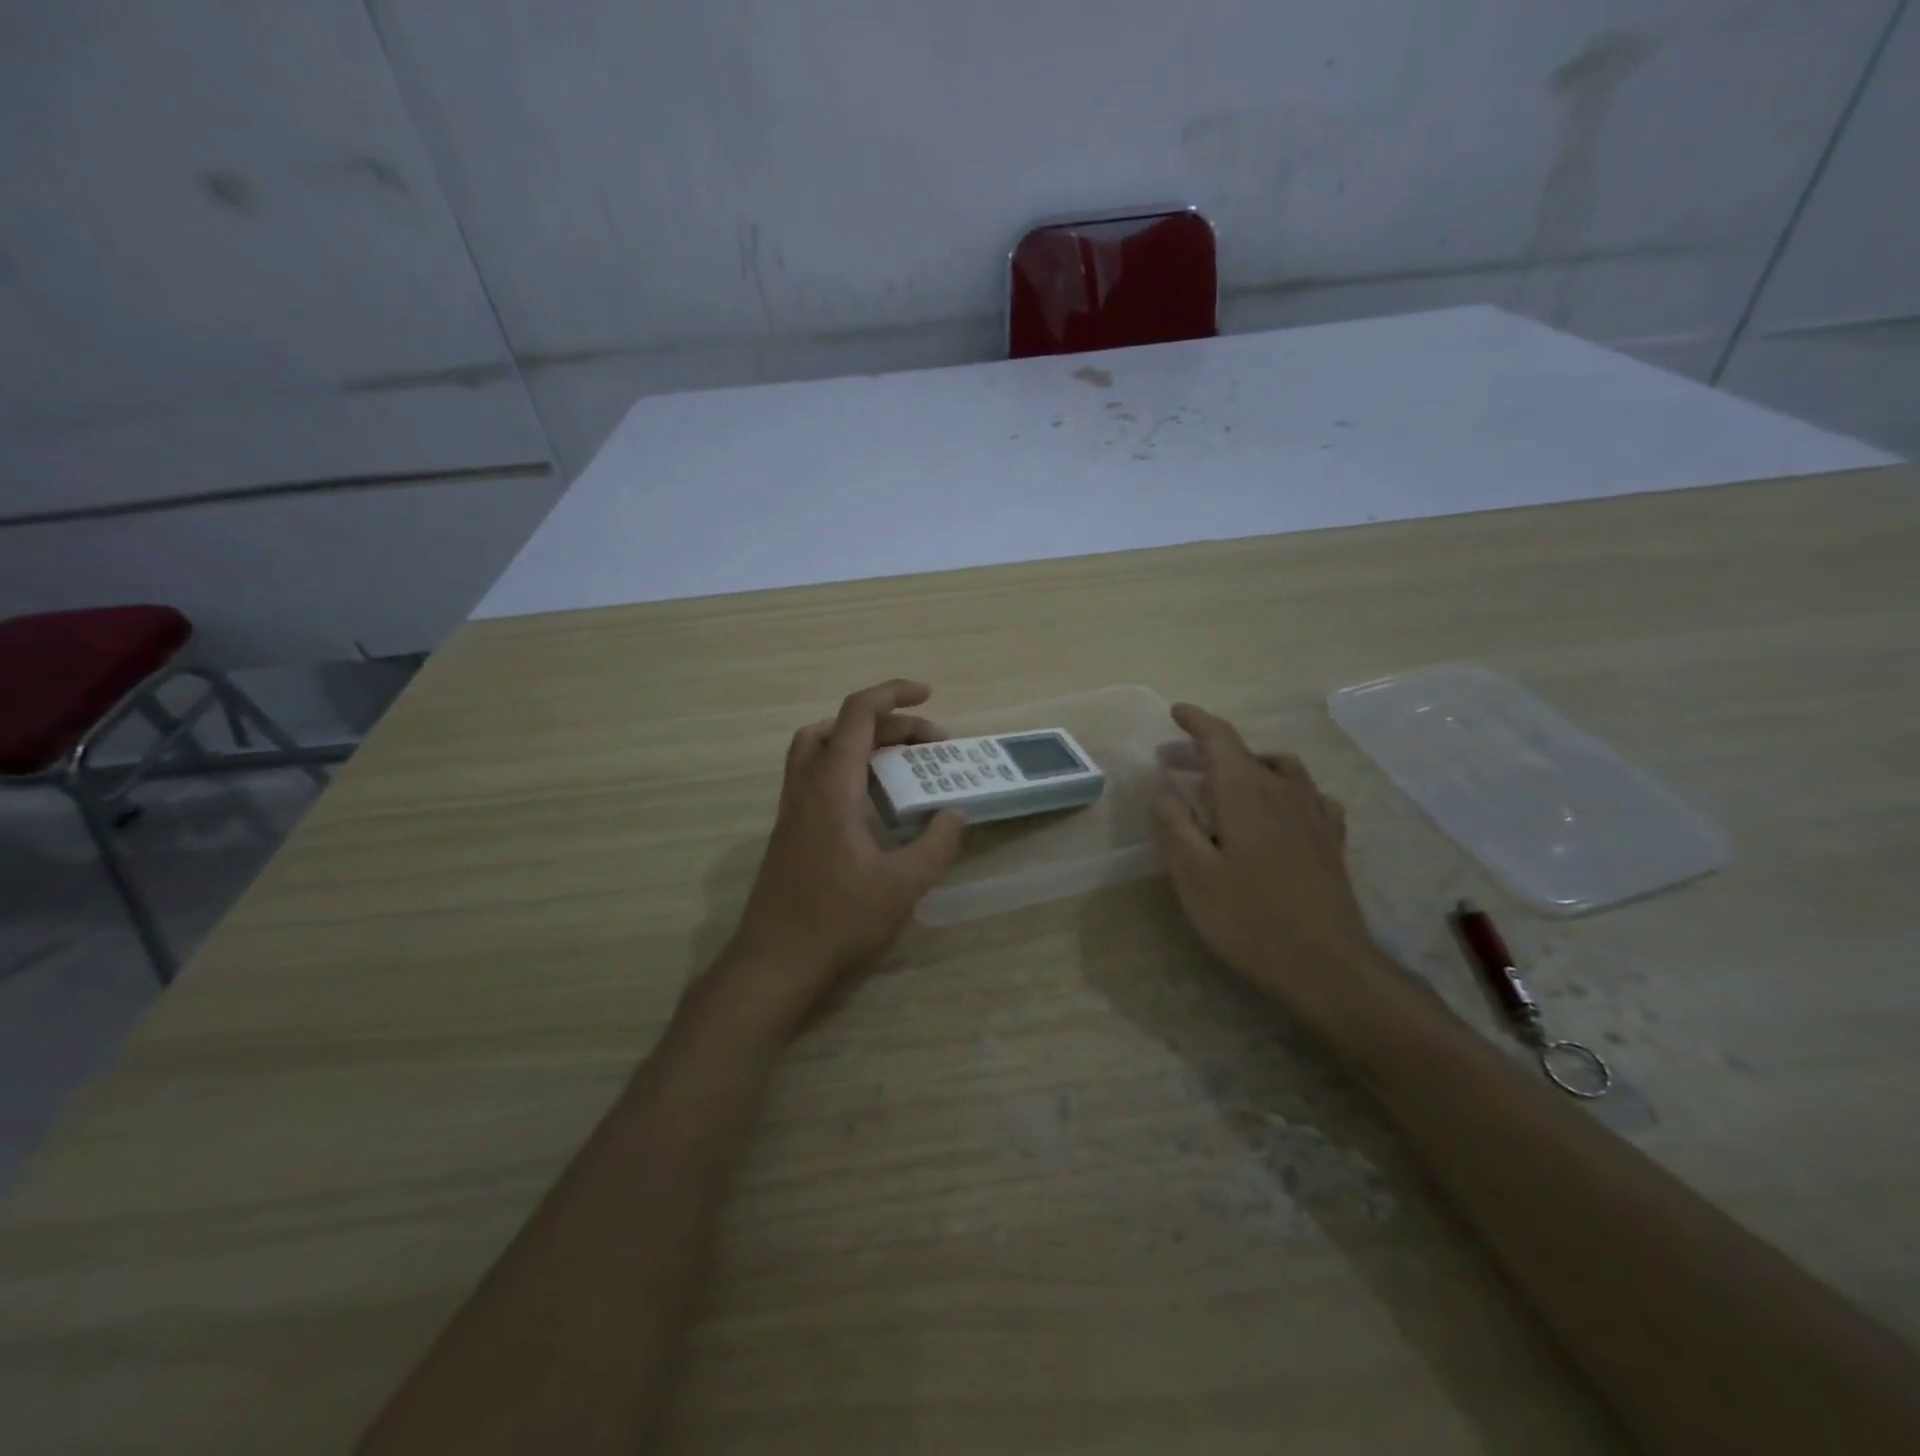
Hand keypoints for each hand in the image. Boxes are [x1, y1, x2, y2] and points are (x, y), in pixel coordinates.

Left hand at [722, 680, 965, 1025]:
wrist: (775, 960)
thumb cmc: (838, 920)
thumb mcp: (902, 885)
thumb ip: (936, 845)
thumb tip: (955, 814)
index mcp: (832, 787)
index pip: (858, 715)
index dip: (893, 694)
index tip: (927, 694)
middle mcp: (806, 786)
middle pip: (840, 727)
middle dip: (889, 724)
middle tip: (930, 746)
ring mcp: (793, 807)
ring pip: (818, 746)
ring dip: (859, 740)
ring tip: (899, 761)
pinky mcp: (791, 828)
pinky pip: (816, 774)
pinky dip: (847, 767)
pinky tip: (874, 802)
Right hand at [1150, 703, 1385, 1024]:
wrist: (1326, 964)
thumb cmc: (1248, 917)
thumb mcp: (1192, 873)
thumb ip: (1173, 824)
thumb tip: (1163, 790)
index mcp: (1244, 791)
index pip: (1219, 739)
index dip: (1196, 722)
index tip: (1176, 711)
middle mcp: (1282, 791)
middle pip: (1244, 754)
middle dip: (1207, 750)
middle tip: (1172, 761)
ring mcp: (1313, 815)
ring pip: (1280, 769)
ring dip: (1247, 765)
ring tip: (1225, 782)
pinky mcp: (1330, 841)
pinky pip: (1308, 796)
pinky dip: (1284, 789)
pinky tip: (1279, 810)